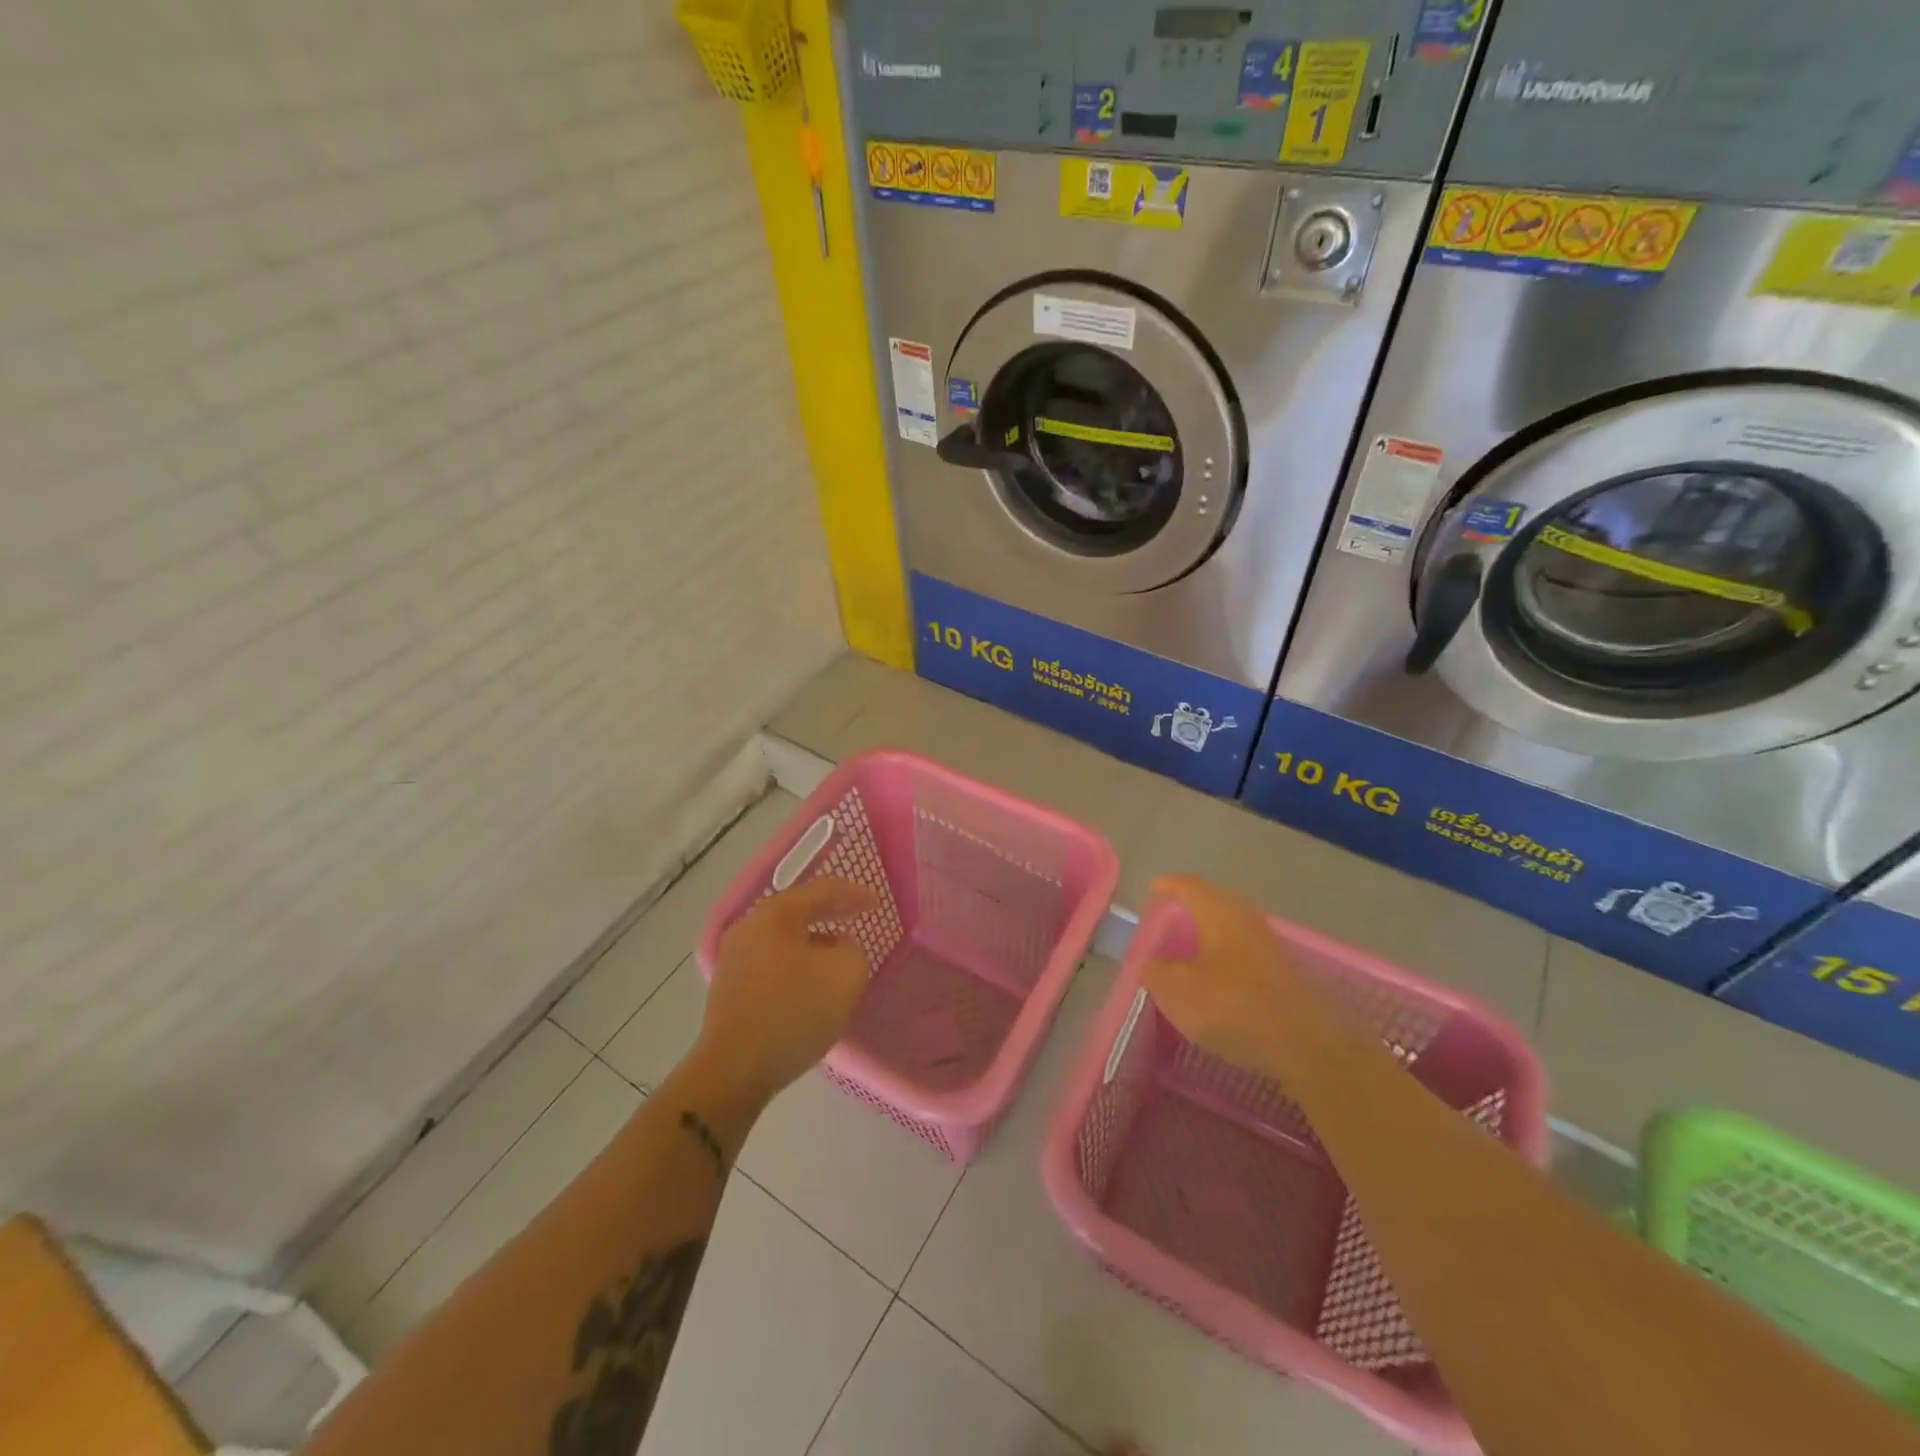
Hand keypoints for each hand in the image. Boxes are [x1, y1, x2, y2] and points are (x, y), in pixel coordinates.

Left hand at [695, 877, 880, 1105]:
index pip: (822, 890)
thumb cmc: (794, 1011)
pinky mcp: (730, 987)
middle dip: (831, 914)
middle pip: (798, 910)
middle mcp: (750, 926)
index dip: (854, 894)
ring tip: (837, 956)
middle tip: (857, 919)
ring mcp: (734, 957)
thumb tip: (838, 947)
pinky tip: (809, 985)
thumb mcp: (845, 974)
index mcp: (776, 913)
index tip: (877, 904)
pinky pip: (772, 962)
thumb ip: (852, 949)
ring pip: (784, 938)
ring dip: (813, 942)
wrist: (733, 1069)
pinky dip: (796, 964)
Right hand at [1141, 874, 1317, 1078]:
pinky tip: (1219, 982)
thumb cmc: (1232, 1005)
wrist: (1305, 1045)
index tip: (1154, 888)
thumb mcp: (1177, 990)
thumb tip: (1149, 963)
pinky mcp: (1286, 976)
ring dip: (1213, 936)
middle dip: (1193, 908)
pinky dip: (1228, 960)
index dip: (1169, 886)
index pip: (1189, 886)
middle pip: (1216, 904)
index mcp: (1219, 913)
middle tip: (1172, 917)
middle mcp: (1247, 921)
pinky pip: (1248, 956)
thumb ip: (1156, 972)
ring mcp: (1271, 948)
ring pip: (1234, 930)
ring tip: (1192, 951)